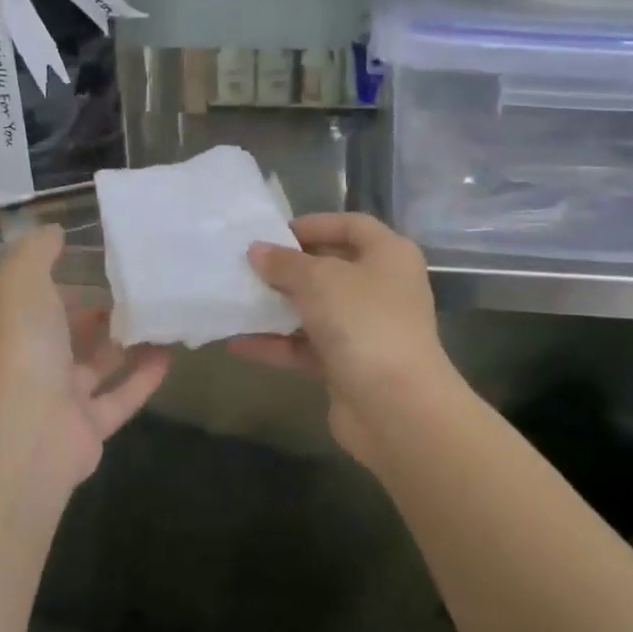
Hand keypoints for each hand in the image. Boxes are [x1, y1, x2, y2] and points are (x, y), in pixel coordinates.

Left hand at [0, 225, 169, 489]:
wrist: (25, 433)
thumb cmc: (22, 346)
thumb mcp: (22, 281)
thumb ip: (36, 251)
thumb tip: (54, 231)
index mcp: (13, 327)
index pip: (37, 297)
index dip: (63, 277)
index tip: (100, 255)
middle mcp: (33, 362)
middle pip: (70, 333)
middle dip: (99, 310)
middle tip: (140, 284)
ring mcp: (61, 398)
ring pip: (99, 365)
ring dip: (128, 342)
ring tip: (163, 313)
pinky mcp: (90, 428)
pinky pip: (122, 397)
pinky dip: (145, 376)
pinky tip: (172, 352)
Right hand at [231, 213, 458, 465]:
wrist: (397, 407)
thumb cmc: (364, 321)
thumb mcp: (318, 279)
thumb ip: (284, 263)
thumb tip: (257, 250)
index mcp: (389, 255)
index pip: (351, 225)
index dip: (314, 224)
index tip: (274, 232)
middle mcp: (382, 287)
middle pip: (331, 267)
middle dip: (289, 267)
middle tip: (248, 265)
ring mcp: (367, 329)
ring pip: (316, 309)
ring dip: (278, 307)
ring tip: (235, 300)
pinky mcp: (349, 366)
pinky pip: (307, 347)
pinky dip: (277, 344)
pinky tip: (237, 343)